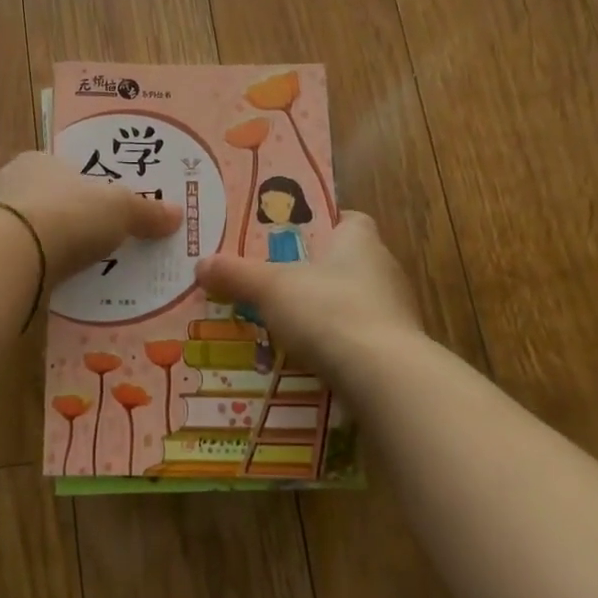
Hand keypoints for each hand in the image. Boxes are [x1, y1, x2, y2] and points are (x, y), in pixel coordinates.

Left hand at [0, 151, 182, 282]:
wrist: (9, 253)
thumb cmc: (68, 214)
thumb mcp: (120, 209)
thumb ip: (146, 212)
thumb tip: (178, 214)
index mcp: (38, 161)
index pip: (58, 169)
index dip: (77, 187)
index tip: (92, 209)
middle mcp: (6, 181)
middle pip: (34, 197)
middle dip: (53, 215)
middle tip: (78, 241)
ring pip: (14, 228)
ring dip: (32, 244)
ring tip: (58, 269)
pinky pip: (4, 258)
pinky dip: (17, 269)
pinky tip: (35, 286)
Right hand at [195, 211, 421, 373]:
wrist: (383, 377)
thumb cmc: (328, 310)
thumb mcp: (270, 288)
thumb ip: (236, 274)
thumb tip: (201, 264)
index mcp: (360, 240)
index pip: (348, 220)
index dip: (322, 225)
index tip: (292, 238)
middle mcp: (384, 269)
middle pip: (347, 262)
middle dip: (315, 272)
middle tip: (275, 281)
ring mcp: (394, 312)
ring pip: (353, 302)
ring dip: (325, 311)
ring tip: (285, 324)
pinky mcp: (396, 351)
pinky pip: (359, 339)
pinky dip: (336, 345)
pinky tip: (308, 358)